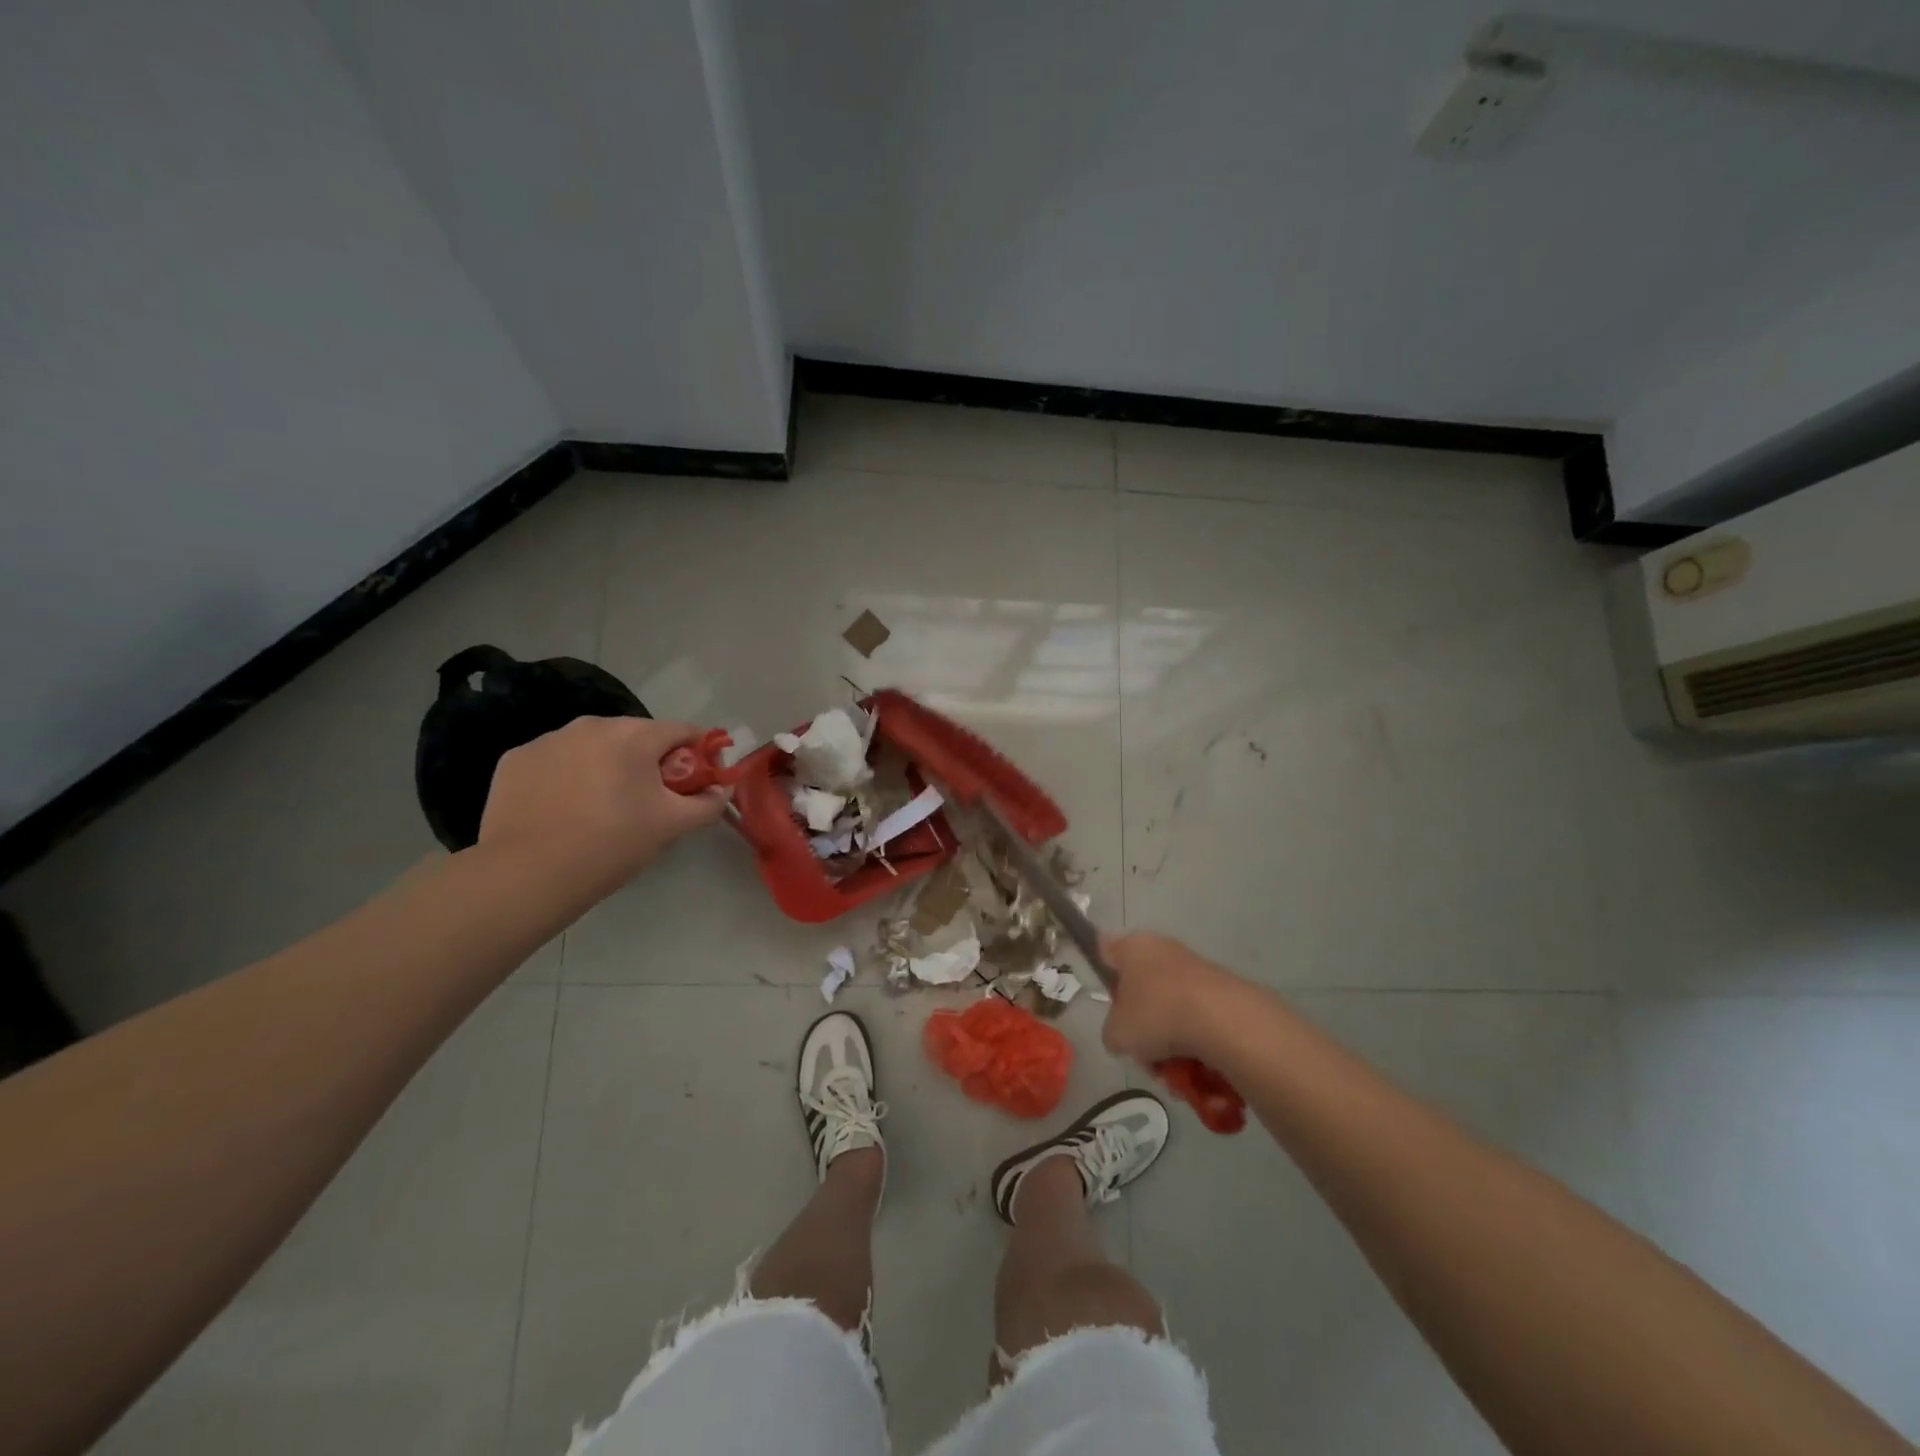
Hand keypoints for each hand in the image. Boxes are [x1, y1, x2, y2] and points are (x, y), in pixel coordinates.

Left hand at [476, 717, 728, 893]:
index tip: (697, 783)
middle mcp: (591, 725)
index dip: (699, 755)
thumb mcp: (673, 826)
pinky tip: (564, 810)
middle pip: (636, 736)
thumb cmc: (612, 844)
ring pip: (594, 748)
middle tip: (650, 803)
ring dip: (607, 767)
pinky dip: (567, 778)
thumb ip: (708, 802)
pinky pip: (556, 761)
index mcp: (634, 735)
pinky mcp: (515, 760)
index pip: (683, 731)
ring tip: (602, 809)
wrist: (526, 874)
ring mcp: (548, 739)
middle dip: (649, 763)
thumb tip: (723, 788)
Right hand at [1098, 930, 1248, 1064]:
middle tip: (1143, 1050)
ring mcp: (1195, 967)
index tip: (1109, 999)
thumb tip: (1124, 1034)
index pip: (1105, 949)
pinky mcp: (1222, 989)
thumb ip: (1112, 1033)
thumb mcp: (1117, 1034)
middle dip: (1142, 1023)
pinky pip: (1198, 1019)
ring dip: (1169, 1041)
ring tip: (1173, 1070)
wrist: (1225, 1021)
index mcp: (1131, 947)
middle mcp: (1162, 948)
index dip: (1102, 971)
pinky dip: (1195, 1043)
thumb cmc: (1157, 1015)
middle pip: (1141, 988)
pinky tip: (1196, 1068)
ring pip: (1170, 1008)